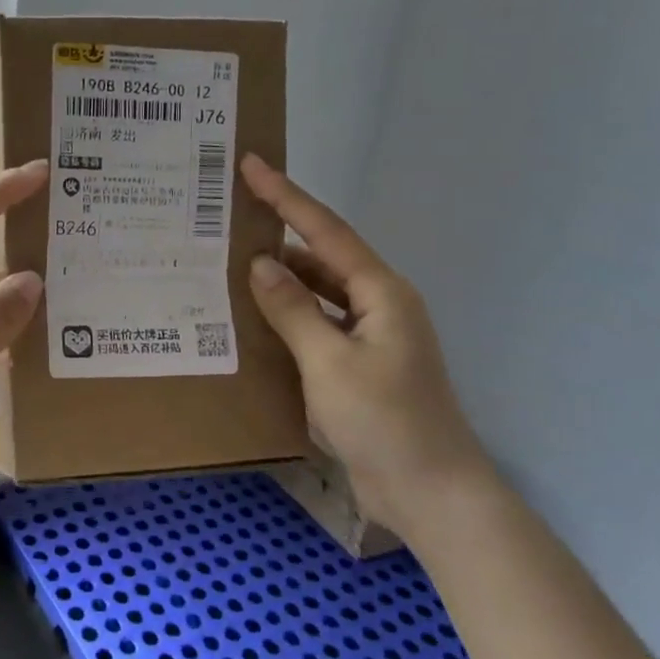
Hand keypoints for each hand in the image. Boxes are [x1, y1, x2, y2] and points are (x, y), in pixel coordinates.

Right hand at [241, 154, 492, 537]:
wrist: (430, 493)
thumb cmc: (384, 421)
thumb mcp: (329, 362)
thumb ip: (292, 309)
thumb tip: (260, 264)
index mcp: (381, 293)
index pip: (325, 231)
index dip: (287, 196)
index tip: (251, 165)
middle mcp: (379, 305)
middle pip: (322, 257)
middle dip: (279, 235)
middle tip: (229, 219)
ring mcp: (370, 337)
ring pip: (318, 293)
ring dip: (281, 280)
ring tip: (231, 265)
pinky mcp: (359, 366)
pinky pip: (317, 325)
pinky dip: (289, 316)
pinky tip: (256, 319)